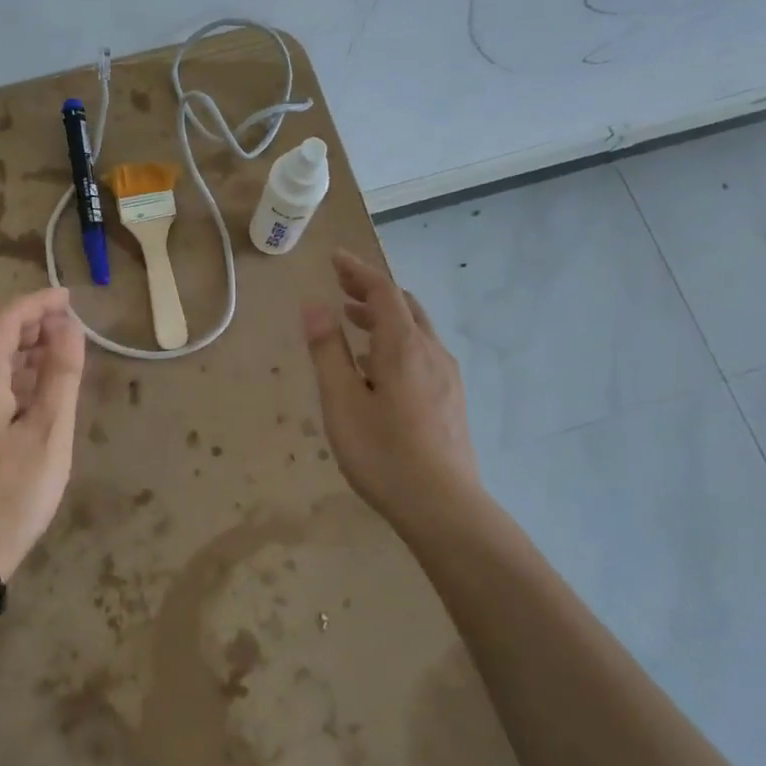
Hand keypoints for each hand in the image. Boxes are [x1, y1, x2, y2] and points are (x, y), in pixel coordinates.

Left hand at [0, 287, 85, 580]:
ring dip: (24, 348)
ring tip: (62, 350)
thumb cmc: (12, 492)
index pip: (5, 321)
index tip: (70, 298)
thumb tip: (69, 327)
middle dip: (32, 323)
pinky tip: (39, 387)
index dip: (37, 303)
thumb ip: (61, 374)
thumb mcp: (49, 431)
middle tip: (72, 324)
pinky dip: (14, 374)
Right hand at [301, 249, 482, 533]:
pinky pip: (421, 353)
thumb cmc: (384, 453)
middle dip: (371, 290)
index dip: (357, 270)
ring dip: (383, 317)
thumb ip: (328, 350)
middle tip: (341, 286)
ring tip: (352, 322)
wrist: (444, 509)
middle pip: (404, 305)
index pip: (382, 291)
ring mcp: (447, 377)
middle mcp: (432, 352)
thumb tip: (314, 305)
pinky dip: (395, 342)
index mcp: (404, 346)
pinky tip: (376, 368)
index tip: (334, 257)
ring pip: (415, 330)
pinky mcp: (451, 400)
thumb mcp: (342, 401)